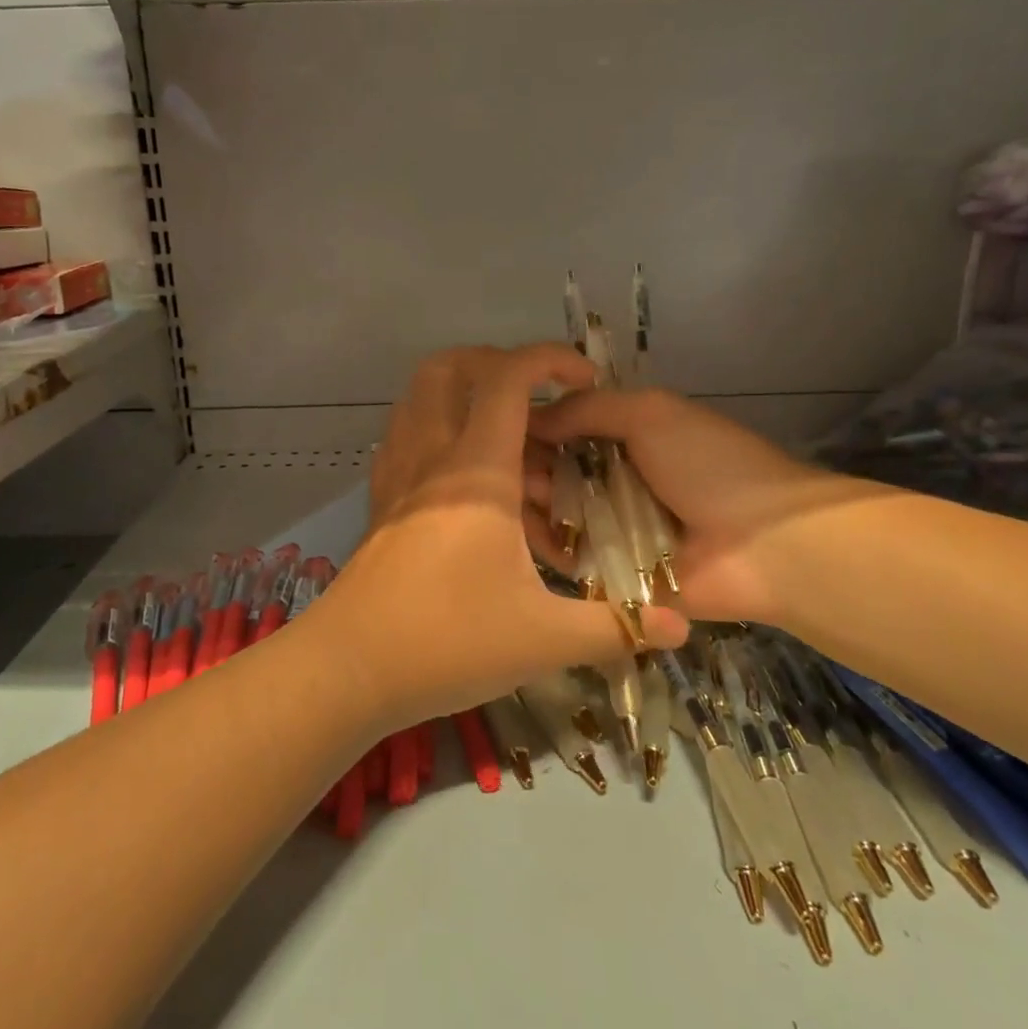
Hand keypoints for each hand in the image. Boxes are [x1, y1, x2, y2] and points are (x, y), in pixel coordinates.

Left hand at [307, 345, 687, 730]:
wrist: (349, 669)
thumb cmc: (448, 642)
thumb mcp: (543, 638)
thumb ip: (615, 627)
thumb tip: (678, 625)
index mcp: (475, 470)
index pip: (507, 378)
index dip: (549, 359)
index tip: (586, 378)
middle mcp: (431, 455)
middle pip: (449, 368)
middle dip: (497, 363)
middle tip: (539, 399)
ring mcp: (397, 475)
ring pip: (419, 398)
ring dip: (463, 394)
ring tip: (509, 439)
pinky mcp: (379, 500)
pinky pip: (405, 436)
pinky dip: (436, 430)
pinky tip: (466, 476)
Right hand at [528, 388, 874, 623]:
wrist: (768, 544)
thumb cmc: (710, 465)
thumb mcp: (650, 413)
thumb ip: (588, 409)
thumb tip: (529, 416)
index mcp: (628, 440)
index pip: (565, 430)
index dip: (533, 428)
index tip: (497, 428)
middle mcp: (616, 482)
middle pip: (554, 472)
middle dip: (526, 467)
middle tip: (500, 469)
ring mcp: (614, 530)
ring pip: (555, 514)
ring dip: (531, 503)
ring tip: (513, 499)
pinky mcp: (613, 576)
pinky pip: (569, 559)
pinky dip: (546, 546)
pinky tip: (521, 534)